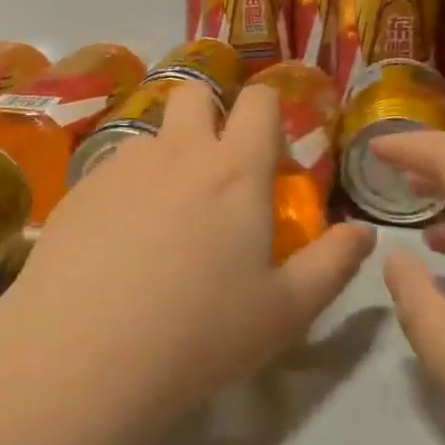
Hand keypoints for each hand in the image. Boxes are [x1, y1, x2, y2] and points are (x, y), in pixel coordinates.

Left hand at [2, 80, 374, 432]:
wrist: (83, 353)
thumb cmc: (199, 333)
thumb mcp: (285, 311)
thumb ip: (332, 265)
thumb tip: (364, 233)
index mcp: (235, 170)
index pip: (259, 101)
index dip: (269, 110)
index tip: (271, 150)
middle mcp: (177, 151)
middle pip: (195, 92)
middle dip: (210, 112)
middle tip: (216, 171)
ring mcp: (122, 165)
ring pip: (151, 135)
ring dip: (166, 158)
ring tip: (162, 220)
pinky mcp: (79, 188)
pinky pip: (112, 170)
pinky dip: (126, 190)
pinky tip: (117, 244)